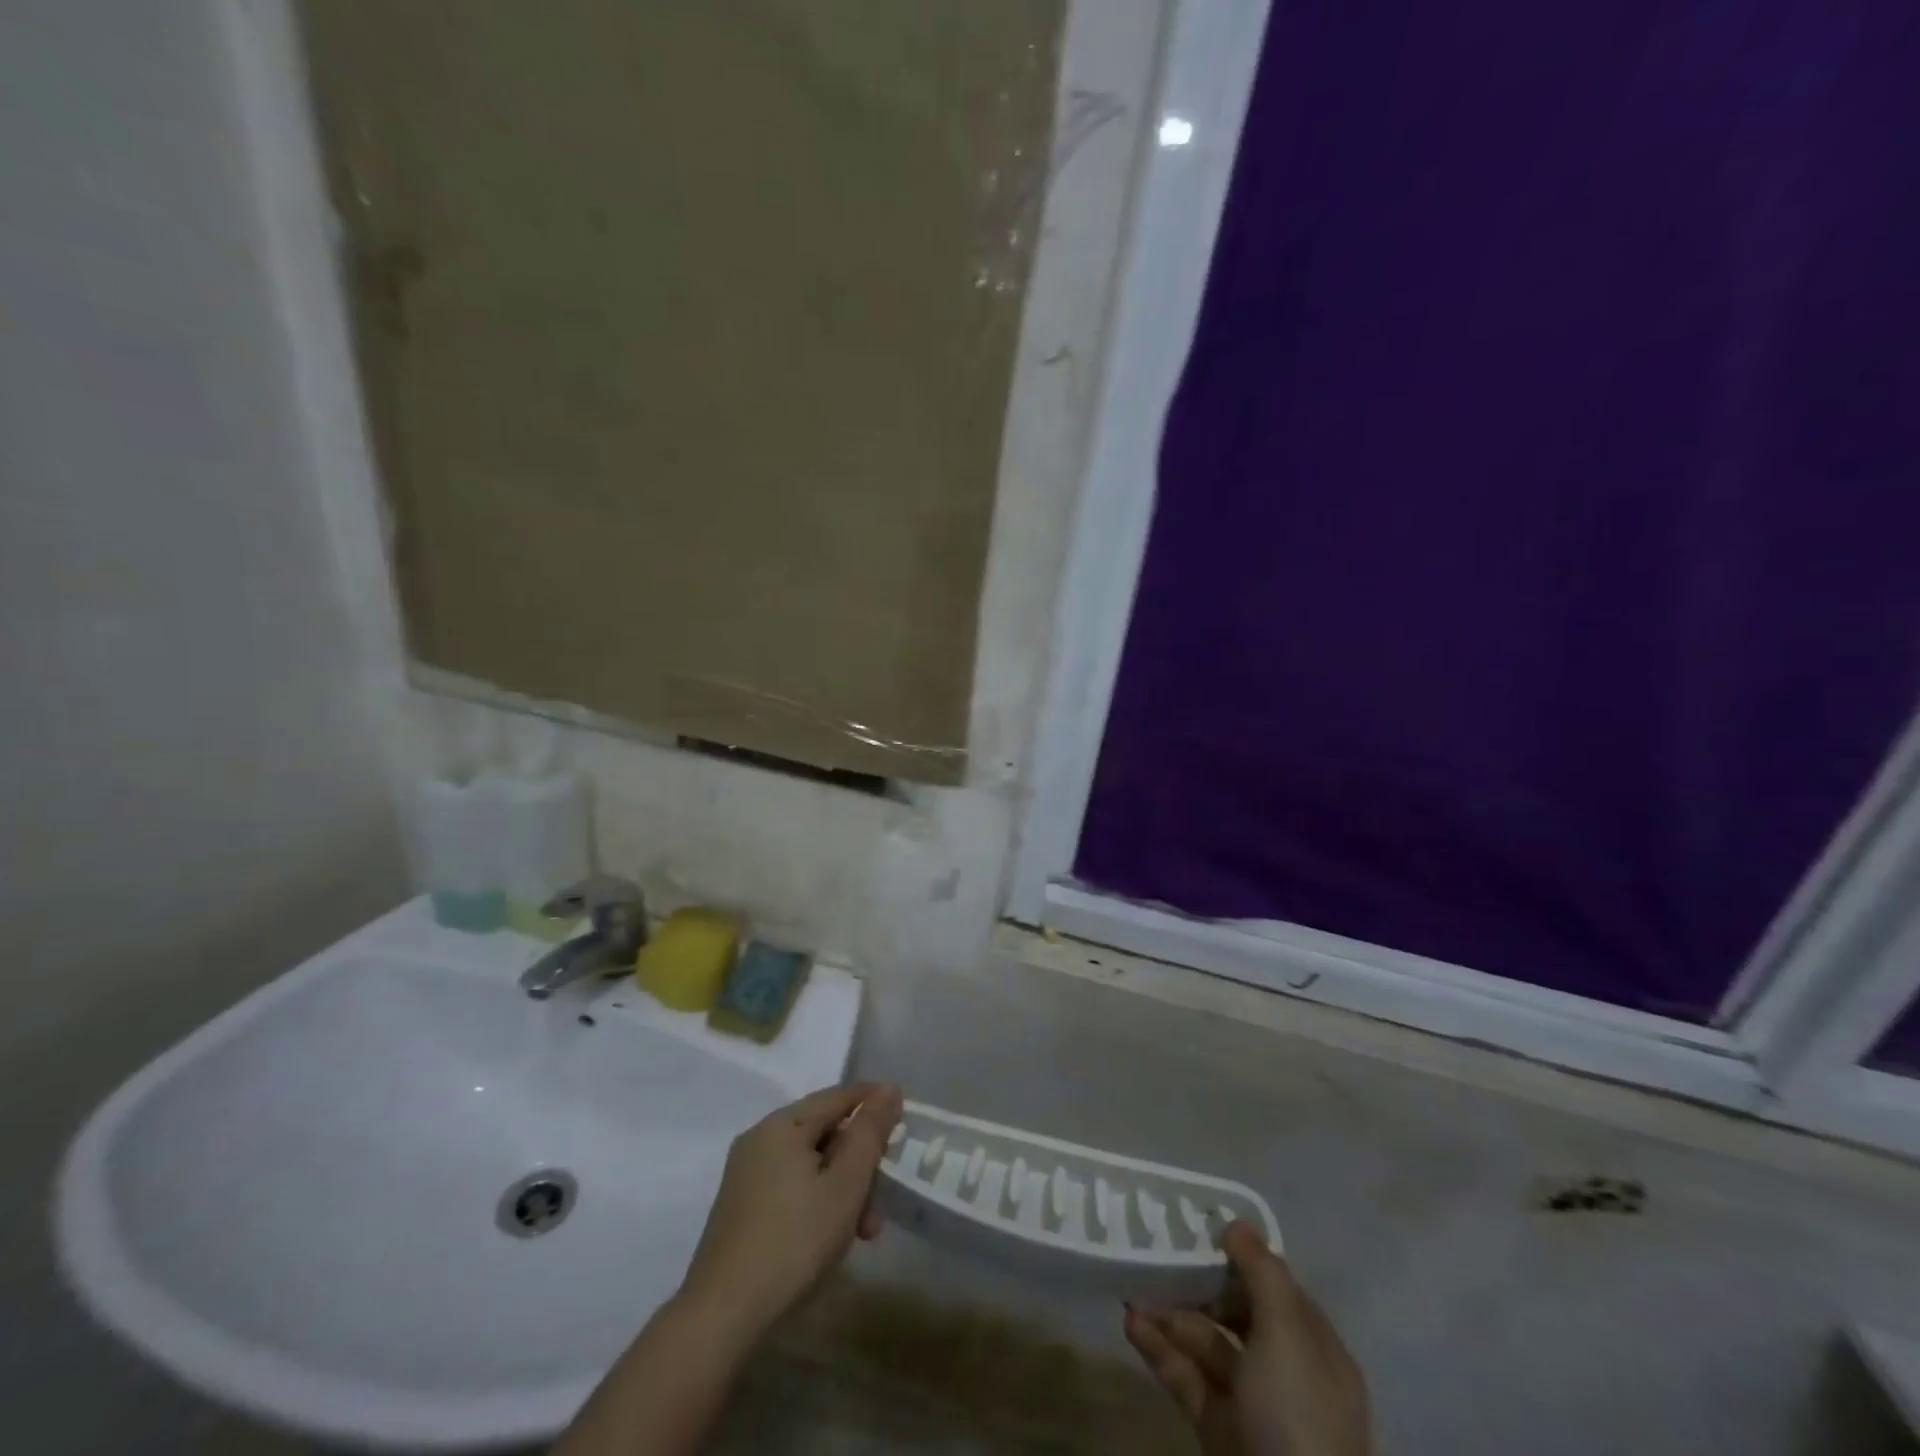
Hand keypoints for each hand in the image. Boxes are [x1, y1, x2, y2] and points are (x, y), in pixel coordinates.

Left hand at [676, 1082, 903, 1344]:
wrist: (722, 1316)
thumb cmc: (794, 1241)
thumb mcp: (845, 1184)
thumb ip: (870, 1132)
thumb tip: (888, 1089)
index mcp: (782, 1124)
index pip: (838, 1096)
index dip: (874, 1102)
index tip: (905, 1118)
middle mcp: (760, 1139)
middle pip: (824, 1132)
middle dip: (860, 1162)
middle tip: (884, 1200)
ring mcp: (746, 1175)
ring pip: (810, 1164)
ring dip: (842, 1189)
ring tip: (863, 1233)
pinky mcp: (741, 1208)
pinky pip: (791, 1186)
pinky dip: (818, 1201)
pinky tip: (831, 1237)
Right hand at [1124, 1222, 1369, 1455]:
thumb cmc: (1297, 1412)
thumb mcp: (1286, 1334)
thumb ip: (1261, 1272)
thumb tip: (1237, 1222)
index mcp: (1314, 1347)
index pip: (1275, 1287)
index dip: (1240, 1257)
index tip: (1199, 1229)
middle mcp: (1286, 1372)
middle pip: (1236, 1313)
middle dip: (1195, 1285)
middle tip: (1156, 1256)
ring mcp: (1252, 1404)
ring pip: (1206, 1344)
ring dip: (1169, 1317)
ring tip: (1131, 1293)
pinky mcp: (1220, 1431)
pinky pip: (1188, 1379)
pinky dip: (1160, 1353)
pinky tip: (1132, 1327)